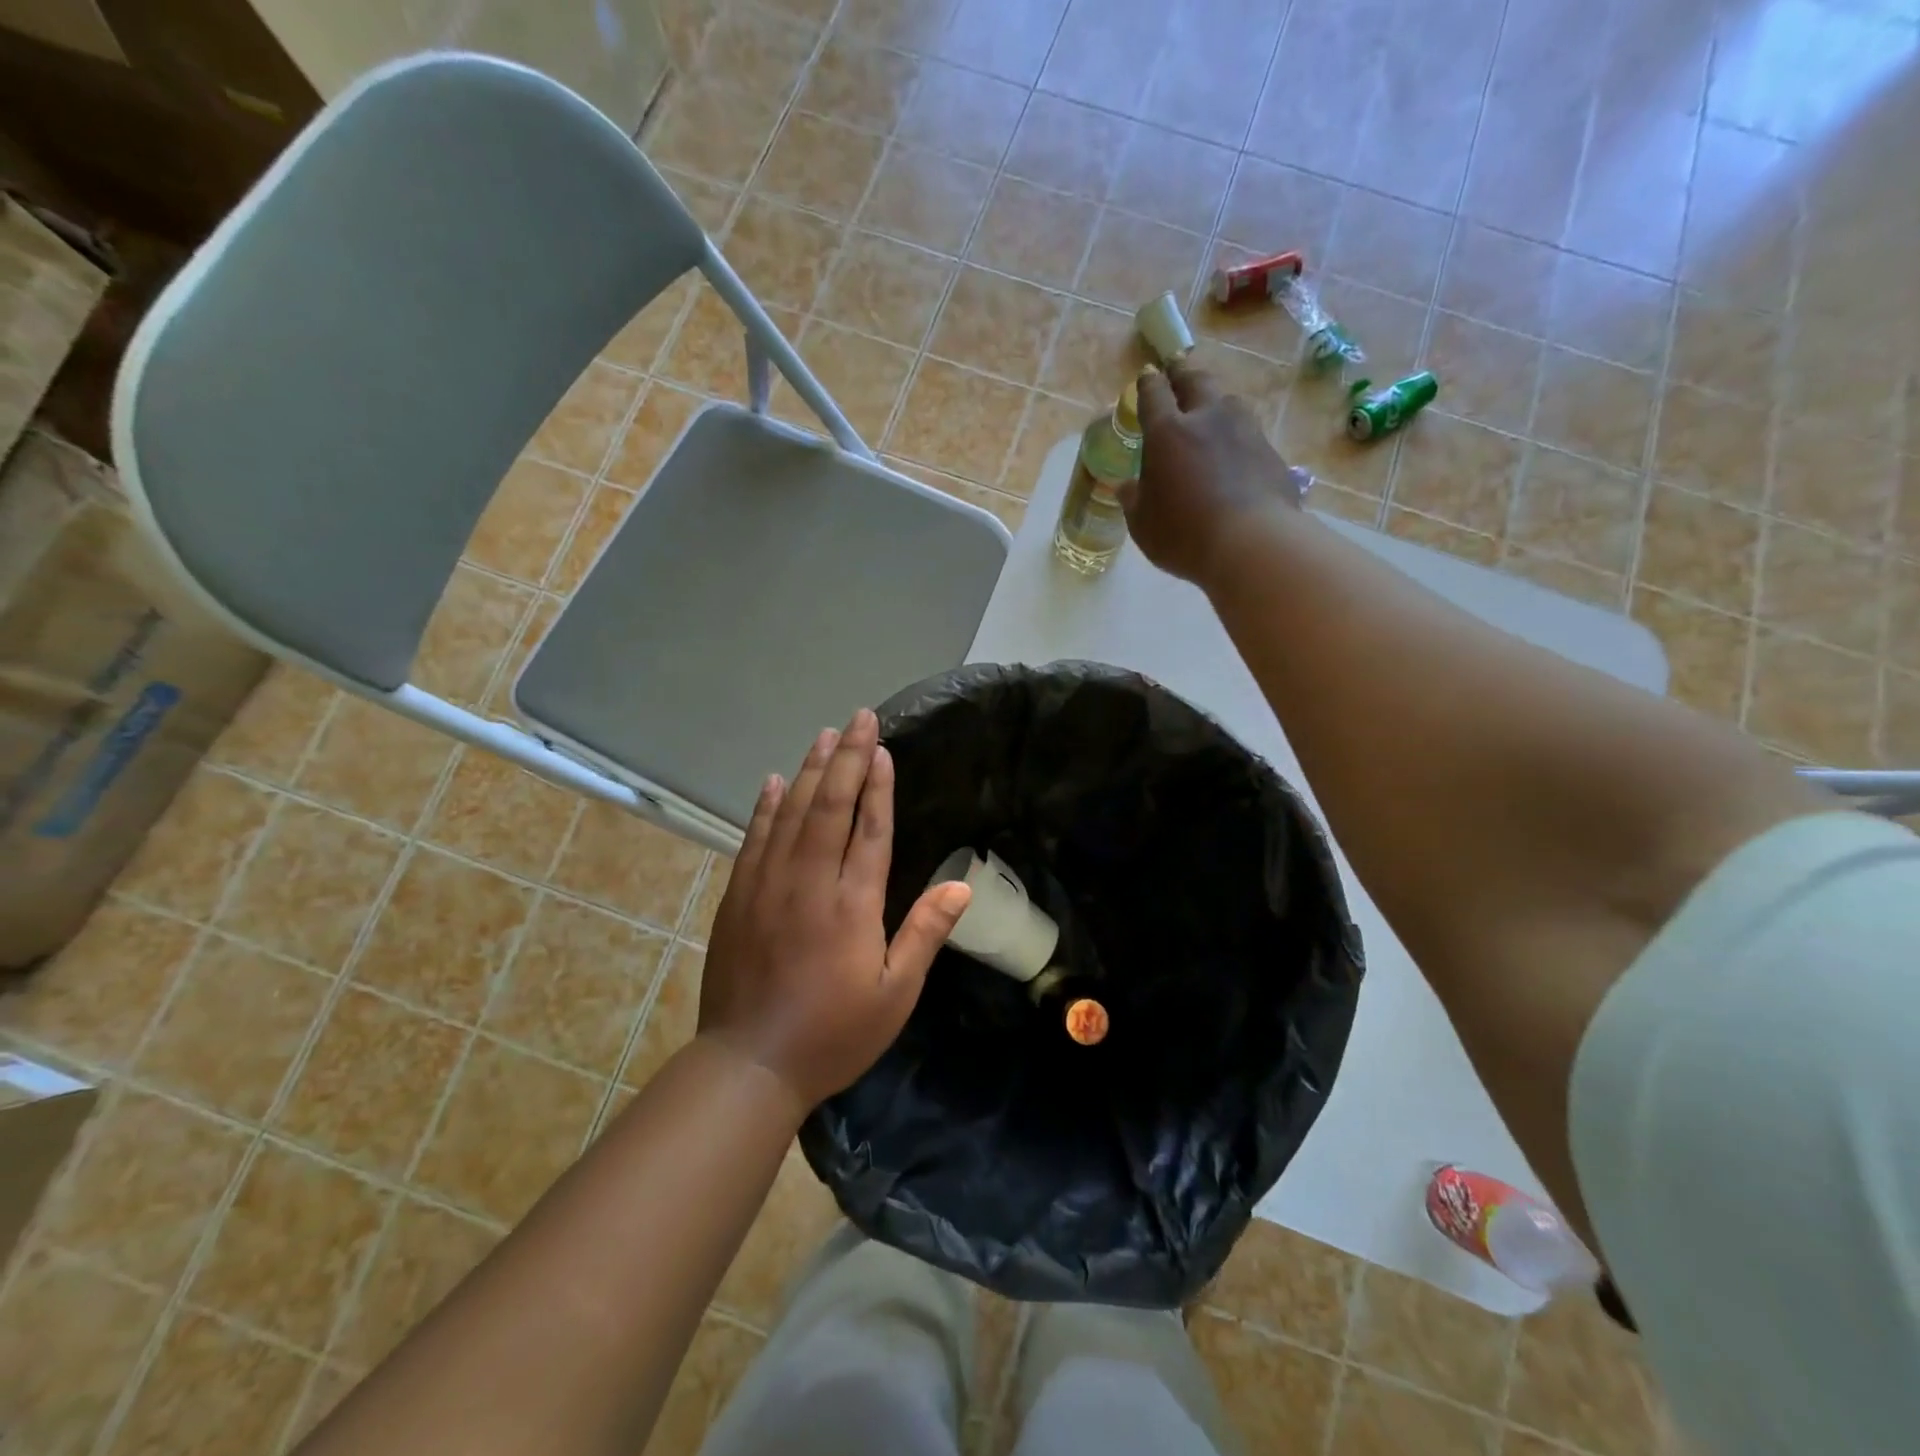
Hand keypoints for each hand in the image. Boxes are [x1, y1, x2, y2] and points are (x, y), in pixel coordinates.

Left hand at [698, 709, 972, 1112]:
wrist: (749, 1064)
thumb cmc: (833, 1033)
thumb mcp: (894, 994)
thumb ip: (925, 934)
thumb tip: (961, 885)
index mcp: (852, 904)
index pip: (869, 828)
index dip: (878, 784)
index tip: (882, 747)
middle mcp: (809, 882)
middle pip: (830, 806)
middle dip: (847, 758)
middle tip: (858, 718)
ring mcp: (767, 885)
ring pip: (792, 813)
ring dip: (810, 770)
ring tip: (825, 735)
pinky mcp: (738, 896)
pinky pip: (754, 838)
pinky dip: (766, 806)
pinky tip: (775, 781)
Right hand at [1124, 362, 1308, 584]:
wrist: (1251, 544)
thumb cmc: (1183, 534)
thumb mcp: (1143, 524)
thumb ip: (1133, 500)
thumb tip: (1126, 486)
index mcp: (1167, 432)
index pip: (1154, 394)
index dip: (1148, 383)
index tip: (1147, 376)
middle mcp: (1207, 419)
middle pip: (1196, 381)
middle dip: (1183, 373)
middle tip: (1177, 370)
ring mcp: (1244, 431)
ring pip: (1228, 402)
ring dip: (1215, 402)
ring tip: (1210, 411)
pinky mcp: (1270, 451)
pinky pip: (1248, 433)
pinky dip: (1237, 436)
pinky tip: (1234, 451)